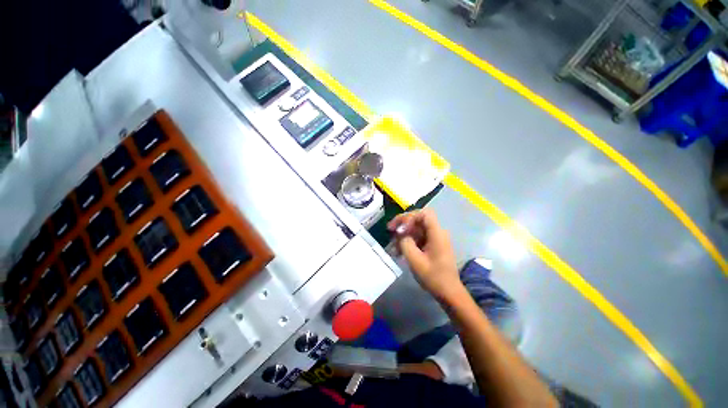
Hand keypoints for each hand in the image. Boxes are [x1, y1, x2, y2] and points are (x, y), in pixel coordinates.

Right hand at [387, 209, 462, 301]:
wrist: (448, 292)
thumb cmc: (433, 277)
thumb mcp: (415, 260)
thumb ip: (405, 242)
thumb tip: (400, 233)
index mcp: (437, 233)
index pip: (423, 214)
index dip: (409, 217)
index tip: (400, 229)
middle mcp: (437, 232)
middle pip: (418, 219)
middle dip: (403, 223)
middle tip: (390, 230)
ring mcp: (435, 239)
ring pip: (417, 228)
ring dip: (404, 234)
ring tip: (393, 245)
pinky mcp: (432, 245)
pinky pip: (419, 237)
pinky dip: (408, 241)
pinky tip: (399, 251)